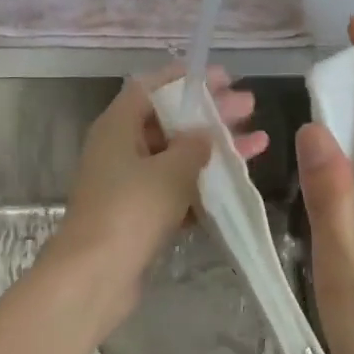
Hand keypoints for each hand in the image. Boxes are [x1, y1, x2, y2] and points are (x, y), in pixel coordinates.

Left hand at [46, 62, 266, 327]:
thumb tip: (204, 134)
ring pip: (175, 156)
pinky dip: (202, 183)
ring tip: (258, 142)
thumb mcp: (170, 170)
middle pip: (169, 120)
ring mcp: (127, 183)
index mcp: (117, 125)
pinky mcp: (137, 214)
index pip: (152, 87)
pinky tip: (236, 182)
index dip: (187, 80)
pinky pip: (174, 188)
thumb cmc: (131, 209)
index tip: (224, 78)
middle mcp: (119, 148)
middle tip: (249, 106)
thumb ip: (193, 146)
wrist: (95, 275)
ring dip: (214, 150)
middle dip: (210, 114)